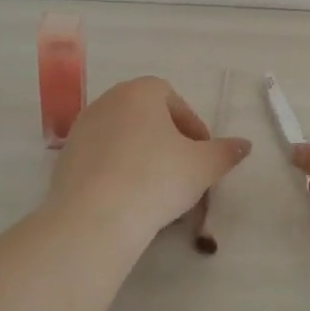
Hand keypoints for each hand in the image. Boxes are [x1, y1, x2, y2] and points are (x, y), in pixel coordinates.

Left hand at [49, 76, 250, 243]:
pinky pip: (102, 158)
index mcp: (140, 92)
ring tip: (158, 189)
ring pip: (123, 137)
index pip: (173, 99)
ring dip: (143, 156)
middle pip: (146, 116)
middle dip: (168, 140)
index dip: (193, 126)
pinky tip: (130, 199)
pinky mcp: (65, 159)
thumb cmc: (156, 179)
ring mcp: (82, 129)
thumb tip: (244, 144)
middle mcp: (107, 101)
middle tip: (184, 171)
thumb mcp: (203, 167)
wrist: (95, 218)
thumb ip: (226, 152)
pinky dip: (119, 171)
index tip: (202, 155)